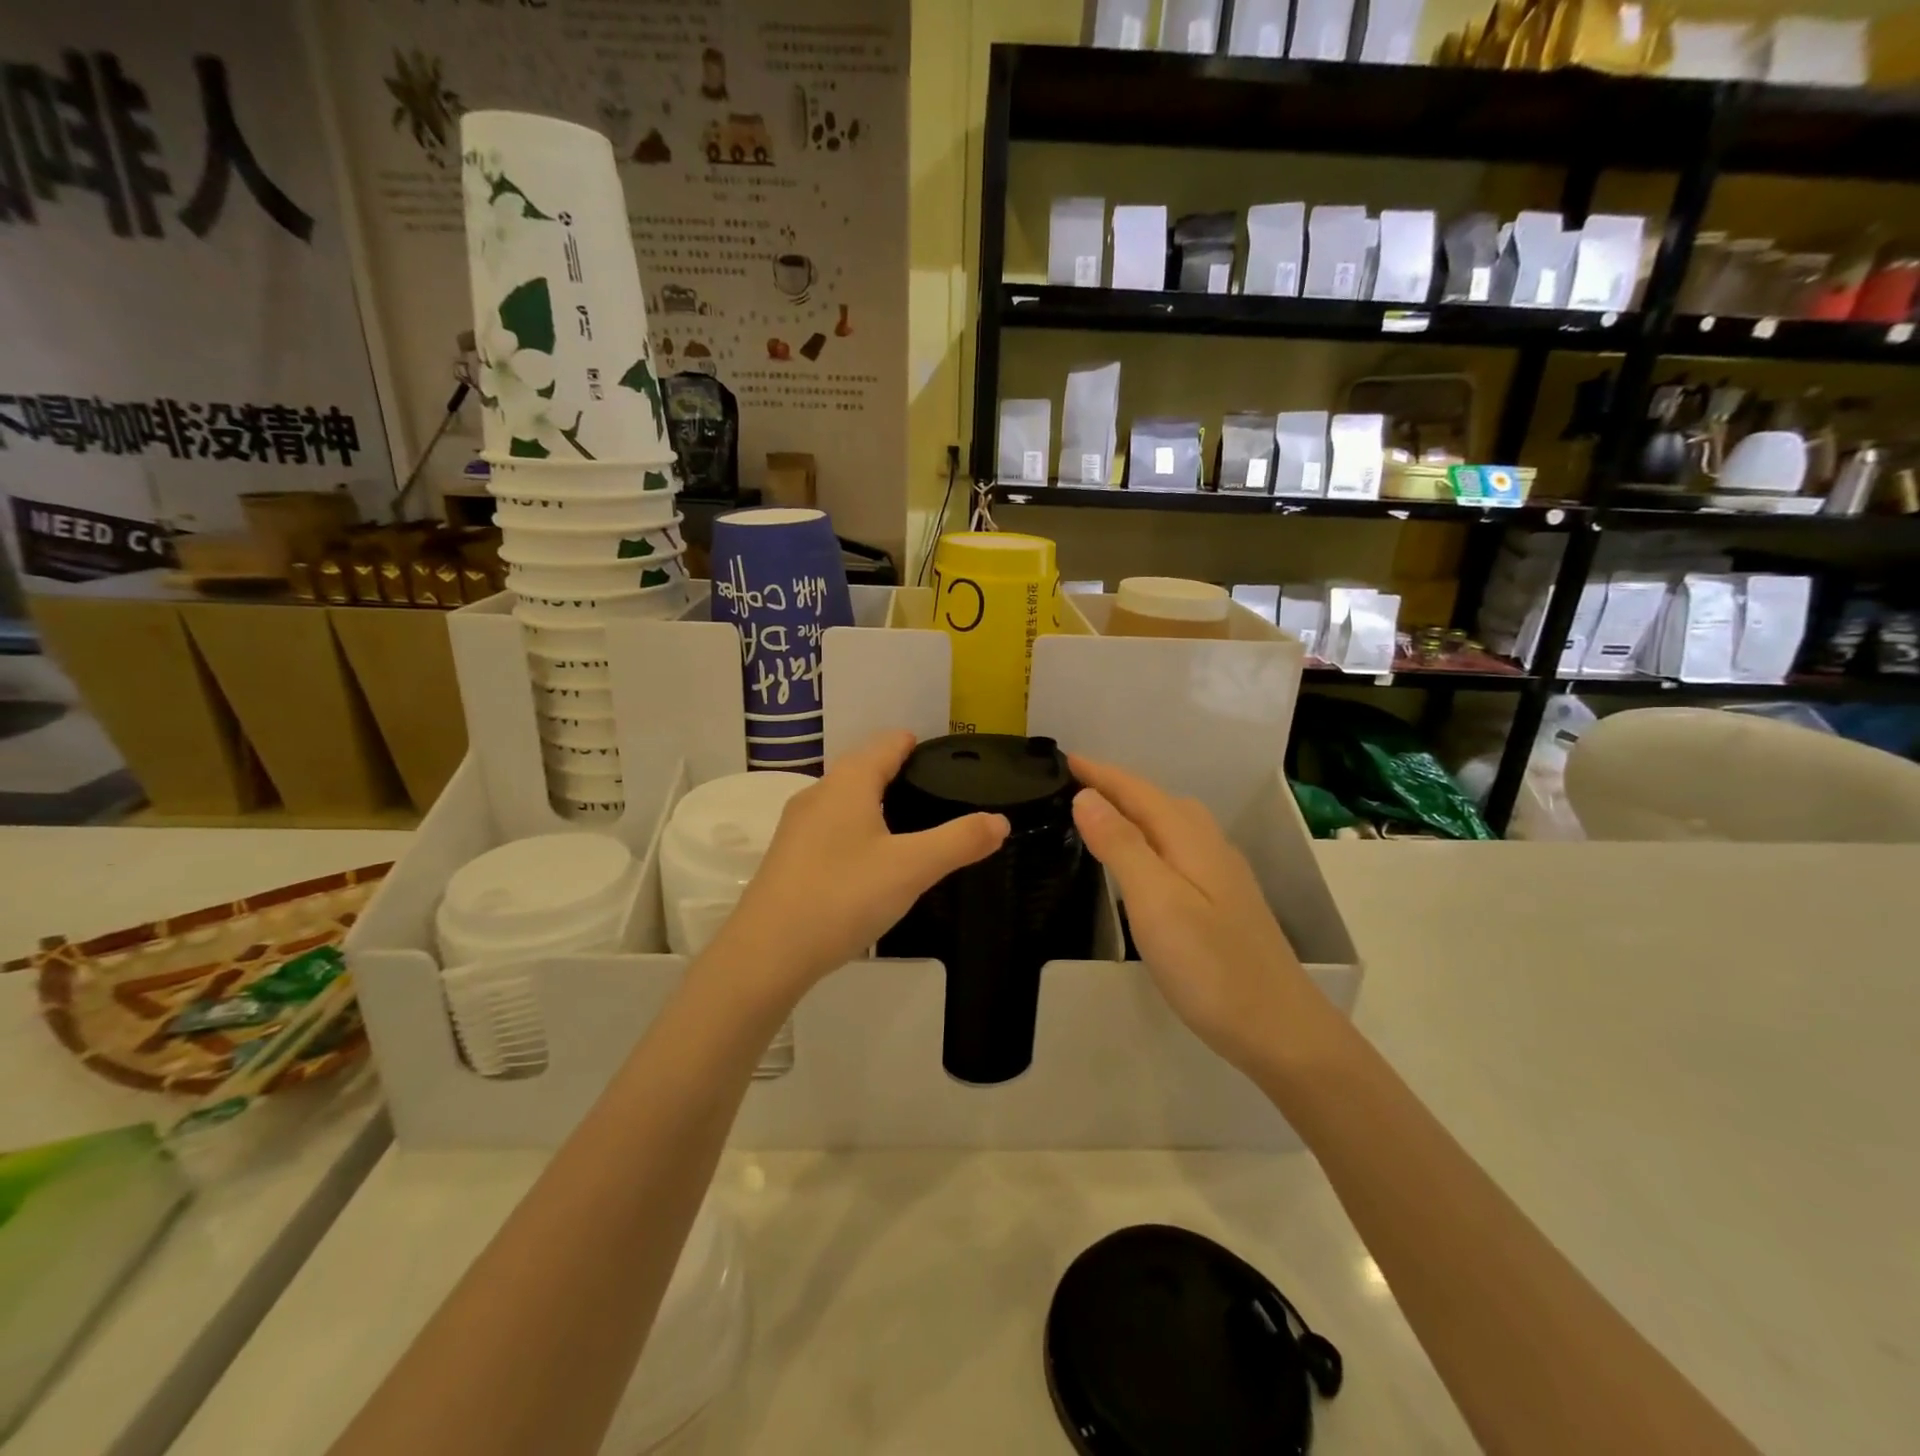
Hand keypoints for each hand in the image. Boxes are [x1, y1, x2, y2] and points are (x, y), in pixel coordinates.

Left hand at [714, 732, 1008, 1001]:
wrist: (767, 953)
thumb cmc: (843, 896)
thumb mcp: (912, 868)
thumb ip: (959, 841)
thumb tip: (1000, 821)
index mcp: (848, 782)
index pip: (889, 743)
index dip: (920, 745)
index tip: (950, 761)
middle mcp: (819, 793)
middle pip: (866, 768)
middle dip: (903, 775)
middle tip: (942, 799)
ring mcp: (798, 826)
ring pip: (848, 800)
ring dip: (879, 805)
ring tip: (915, 830)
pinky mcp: (789, 857)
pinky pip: (833, 828)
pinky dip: (859, 831)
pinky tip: (874, 863)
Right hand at [1069, 756, 1320, 1072]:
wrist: (1280, 1029)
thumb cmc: (1210, 966)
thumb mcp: (1156, 902)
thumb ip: (1122, 846)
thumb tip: (1087, 796)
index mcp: (1190, 840)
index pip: (1139, 792)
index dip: (1102, 774)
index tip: (1065, 757)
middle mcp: (1210, 847)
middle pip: (1159, 801)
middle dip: (1117, 786)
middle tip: (1074, 783)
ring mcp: (1222, 876)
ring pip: (1173, 825)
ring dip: (1135, 810)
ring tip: (1101, 814)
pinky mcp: (1224, 902)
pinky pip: (1179, 849)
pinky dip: (1151, 838)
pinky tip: (1144, 862)